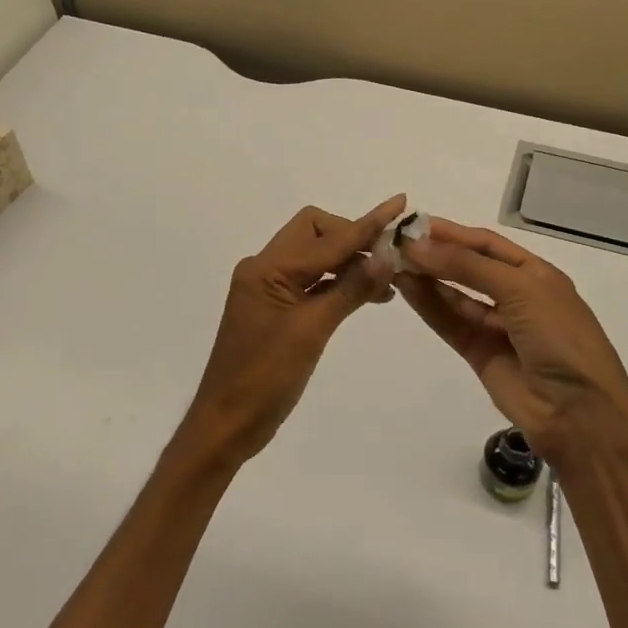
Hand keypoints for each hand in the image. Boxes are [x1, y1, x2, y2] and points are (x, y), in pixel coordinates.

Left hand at [181, 195, 404, 466]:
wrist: (226, 423)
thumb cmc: (265, 379)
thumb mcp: (312, 332)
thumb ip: (350, 289)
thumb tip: (388, 256)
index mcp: (267, 269)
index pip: (326, 237)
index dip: (366, 223)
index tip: (400, 204)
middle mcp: (264, 269)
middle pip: (315, 233)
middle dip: (352, 237)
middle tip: (390, 258)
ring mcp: (267, 289)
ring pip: (314, 257)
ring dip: (348, 261)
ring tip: (388, 279)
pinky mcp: (274, 309)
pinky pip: (310, 281)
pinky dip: (336, 282)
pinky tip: (365, 294)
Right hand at [398, 218, 627, 462]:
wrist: (579, 413)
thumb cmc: (560, 337)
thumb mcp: (520, 290)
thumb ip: (467, 266)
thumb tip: (417, 245)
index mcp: (535, 274)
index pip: (487, 245)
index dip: (452, 233)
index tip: (414, 224)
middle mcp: (515, 296)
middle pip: (468, 268)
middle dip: (435, 254)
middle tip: (396, 243)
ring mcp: (496, 326)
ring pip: (455, 295)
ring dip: (427, 278)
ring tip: (393, 262)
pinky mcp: (478, 353)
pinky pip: (449, 323)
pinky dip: (428, 305)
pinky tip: (406, 287)